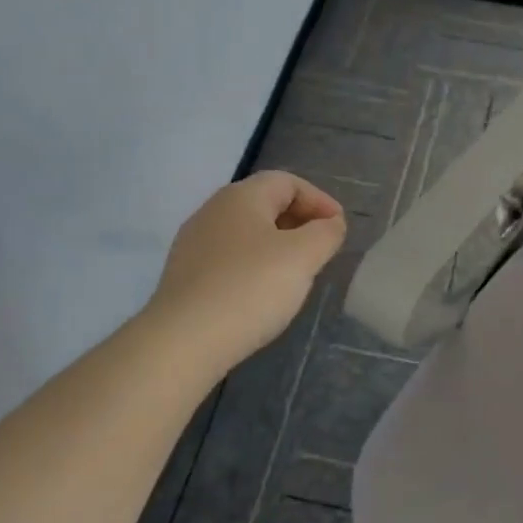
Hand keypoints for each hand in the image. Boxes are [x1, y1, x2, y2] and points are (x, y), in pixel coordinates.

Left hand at [146, 171, 346, 372]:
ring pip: (246, 232)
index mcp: (241, 197)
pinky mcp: (185, 275)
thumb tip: (331, 223)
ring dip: (277, 245)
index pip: (287, 182)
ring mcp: (194, 243)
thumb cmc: (250, 288)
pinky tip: (263, 293)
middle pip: (264, 203)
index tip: (338, 228)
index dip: (319, 200)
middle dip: (299, 221)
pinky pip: (229, 258)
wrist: (184, 340)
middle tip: (321, 249)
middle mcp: (213, 211)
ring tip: (296, 273)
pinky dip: (254, 265)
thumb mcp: (303, 257)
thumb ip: (325, 233)